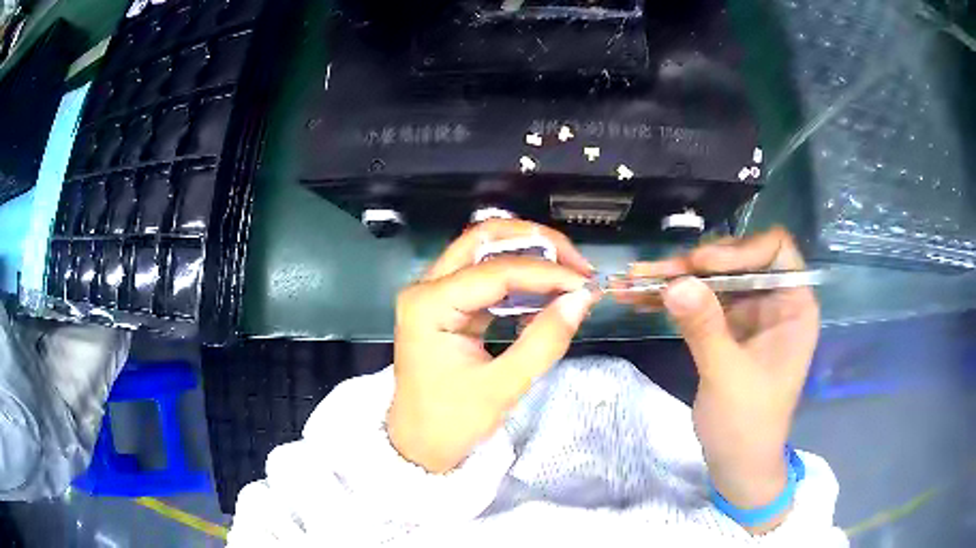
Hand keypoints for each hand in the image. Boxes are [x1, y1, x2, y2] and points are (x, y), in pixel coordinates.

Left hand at [388, 220, 599, 472]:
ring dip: (528, 254)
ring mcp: (434, 293)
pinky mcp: (446, 304)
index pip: (495, 271)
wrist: (418, 445)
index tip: (585, 284)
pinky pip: (485, 275)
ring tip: (568, 273)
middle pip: (483, 239)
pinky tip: (546, 291)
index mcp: (429, 305)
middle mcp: (427, 288)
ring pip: (484, 251)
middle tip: (575, 263)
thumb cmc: (451, 423)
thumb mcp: (502, 388)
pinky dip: (518, 276)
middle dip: (535, 242)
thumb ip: (544, 341)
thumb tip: (582, 299)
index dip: (545, 272)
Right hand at [619, 228, 818, 532]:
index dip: (740, 250)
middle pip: (736, 261)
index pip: (775, 251)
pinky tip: (640, 299)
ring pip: (713, 280)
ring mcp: (748, 314)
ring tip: (635, 280)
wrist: (736, 463)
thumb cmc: (747, 424)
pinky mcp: (726, 329)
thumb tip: (675, 282)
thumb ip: (705, 327)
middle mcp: (773, 301)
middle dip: (695, 265)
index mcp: (793, 306)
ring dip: (675, 279)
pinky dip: (672, 300)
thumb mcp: (727, 376)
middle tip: (656, 273)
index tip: (701, 265)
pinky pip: (700, 303)